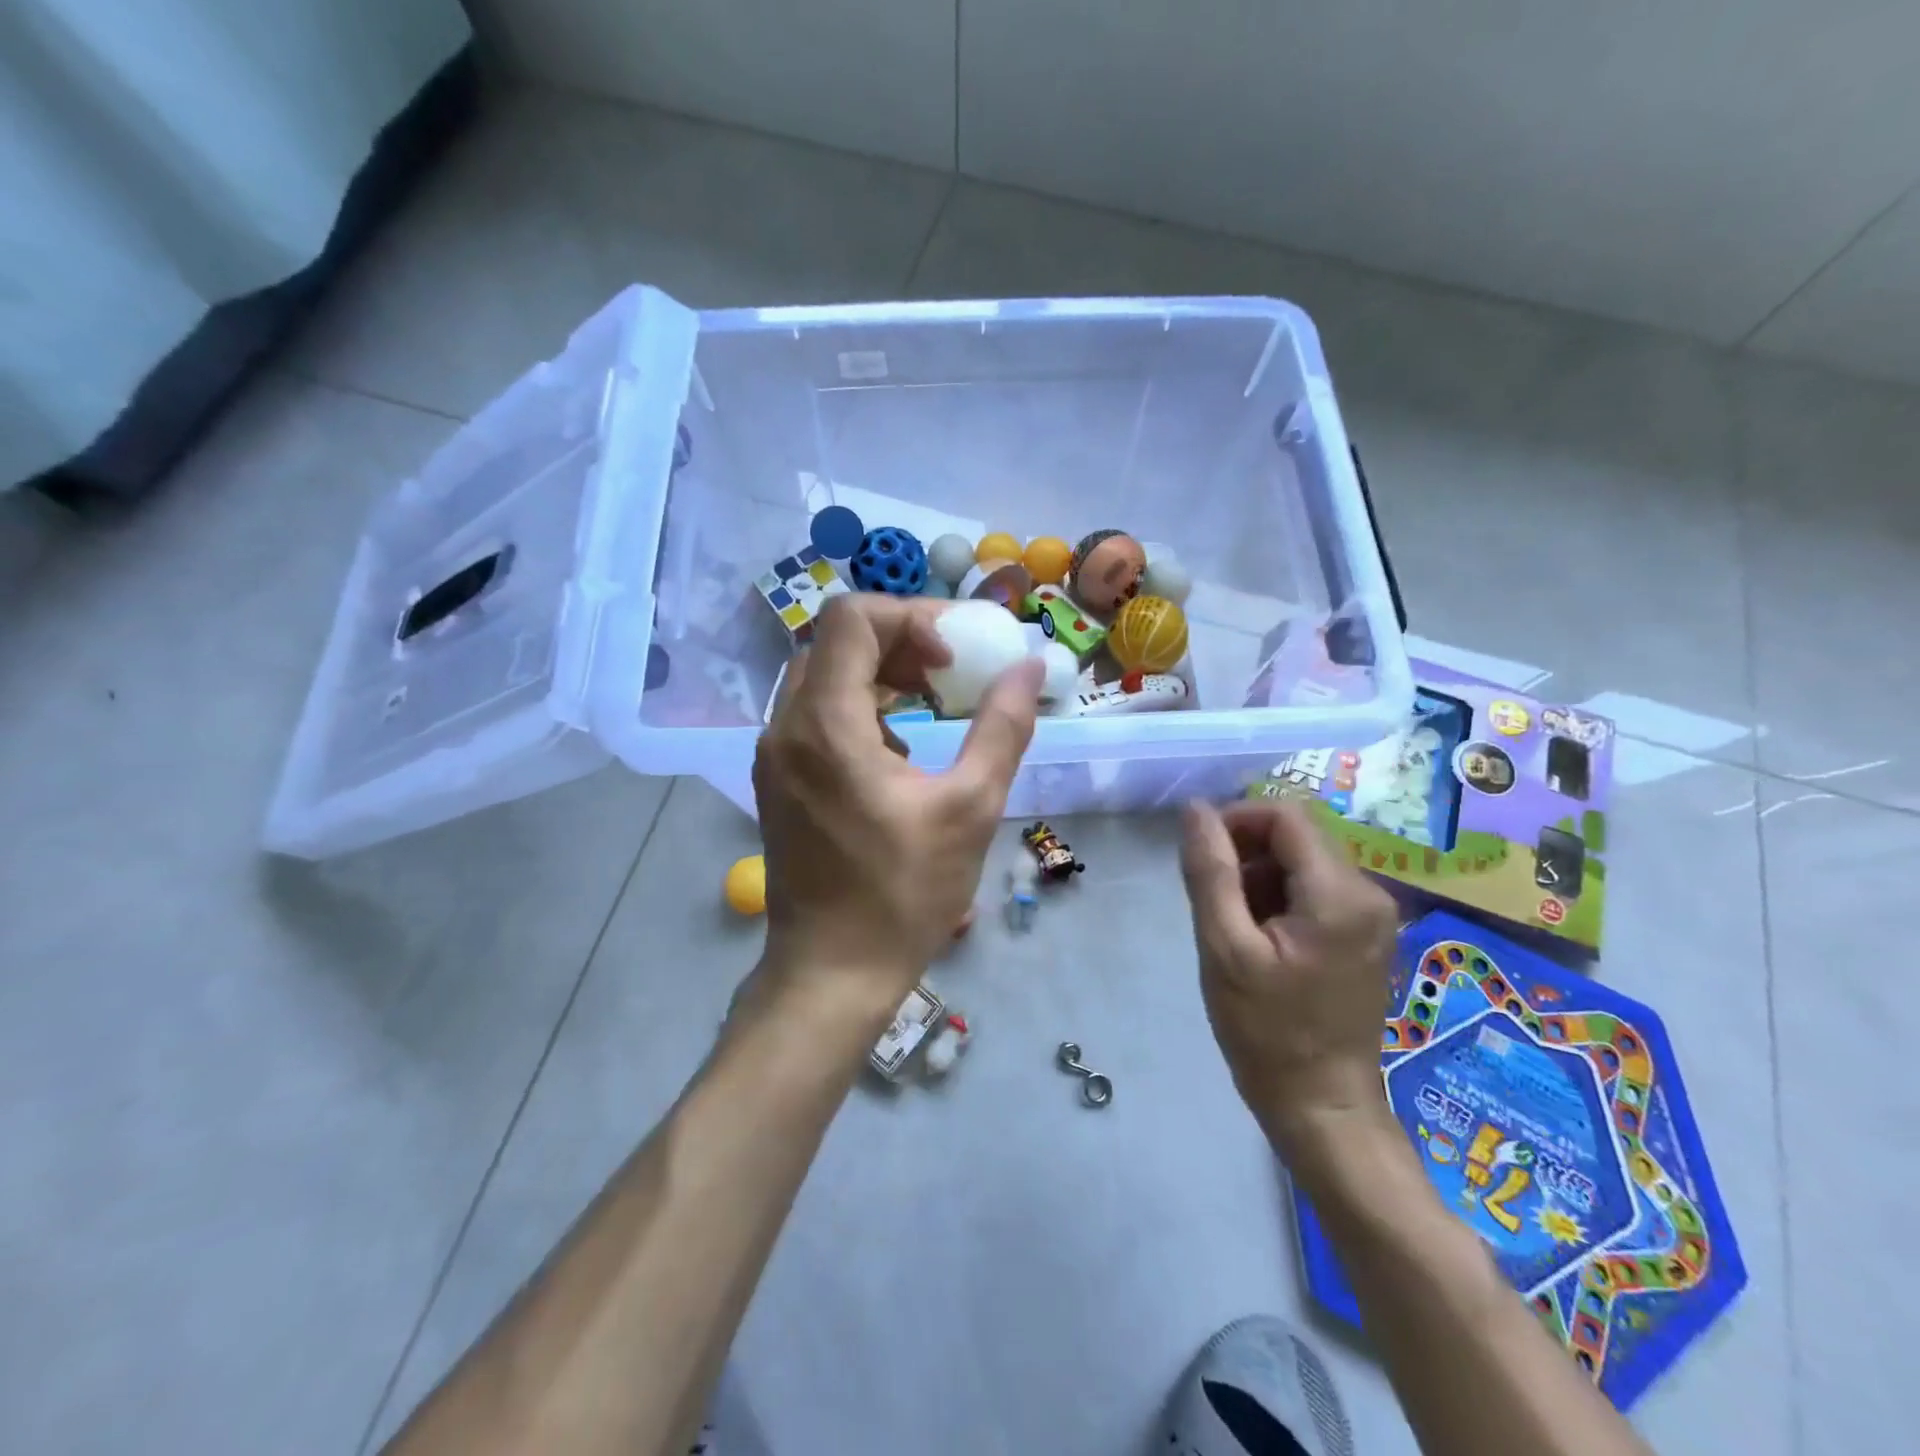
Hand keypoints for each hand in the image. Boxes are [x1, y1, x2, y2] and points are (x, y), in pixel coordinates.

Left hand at [753, 594, 1044, 1016]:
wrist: (831, 972)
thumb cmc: (903, 894)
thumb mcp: (970, 808)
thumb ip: (1002, 727)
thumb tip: (1029, 666)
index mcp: (826, 724)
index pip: (852, 618)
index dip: (911, 619)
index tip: (954, 659)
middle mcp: (785, 726)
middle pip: (835, 641)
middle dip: (899, 642)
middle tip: (949, 673)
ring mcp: (773, 753)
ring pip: (821, 675)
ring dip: (878, 673)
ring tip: (930, 704)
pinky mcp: (776, 777)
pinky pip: (813, 712)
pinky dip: (857, 706)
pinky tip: (897, 750)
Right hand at [1178, 798, 1398, 1158]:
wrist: (1321, 1104)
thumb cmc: (1266, 1030)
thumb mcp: (1224, 947)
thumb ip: (1210, 871)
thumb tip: (1195, 808)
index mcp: (1340, 892)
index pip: (1285, 815)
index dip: (1236, 820)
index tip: (1201, 856)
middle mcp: (1369, 891)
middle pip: (1297, 835)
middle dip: (1246, 852)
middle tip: (1213, 897)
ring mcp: (1373, 914)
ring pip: (1303, 860)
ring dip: (1260, 876)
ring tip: (1234, 924)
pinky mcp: (1366, 932)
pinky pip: (1315, 888)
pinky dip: (1279, 896)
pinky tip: (1259, 936)